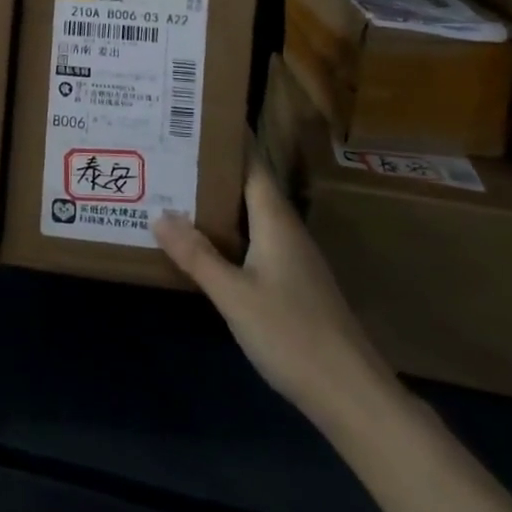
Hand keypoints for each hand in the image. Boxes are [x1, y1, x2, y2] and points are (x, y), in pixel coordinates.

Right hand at [154, 156, 386, 412]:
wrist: (351, 395)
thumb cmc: (292, 334)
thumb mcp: (234, 294)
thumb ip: (197, 255)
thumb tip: (159, 214)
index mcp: (275, 219)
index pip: (252, 162)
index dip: (228, 138)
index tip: (196, 117)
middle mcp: (286, 230)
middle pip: (248, 186)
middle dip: (213, 168)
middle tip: (171, 151)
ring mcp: (292, 258)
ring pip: (250, 215)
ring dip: (219, 201)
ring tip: (177, 189)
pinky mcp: (293, 283)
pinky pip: (254, 240)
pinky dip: (228, 231)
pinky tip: (204, 243)